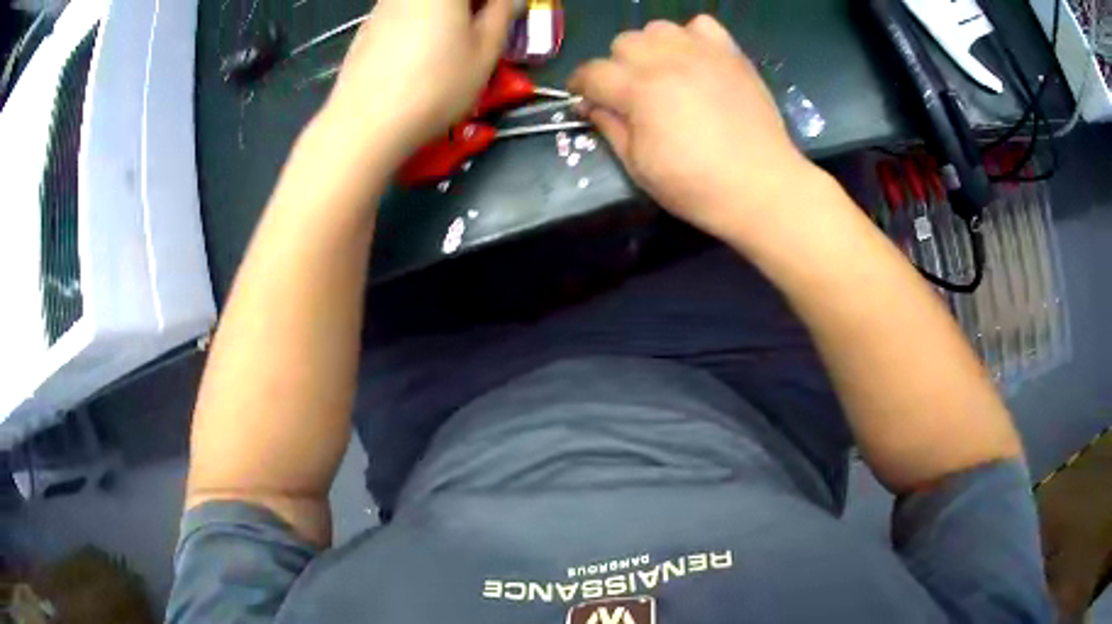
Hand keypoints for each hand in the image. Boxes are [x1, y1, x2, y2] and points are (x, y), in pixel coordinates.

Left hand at [323, 0, 515, 166]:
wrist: (365, 123)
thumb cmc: (436, 85)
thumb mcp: (485, 52)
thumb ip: (502, 15)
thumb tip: (508, 1)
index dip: (494, 4)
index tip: (502, 18)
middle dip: (471, 8)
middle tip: (483, 30)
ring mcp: (383, 6)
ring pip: (424, 5)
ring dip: (445, 17)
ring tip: (453, 46)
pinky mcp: (366, 28)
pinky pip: (403, 15)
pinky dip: (419, 26)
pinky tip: (420, 57)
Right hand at [569, 16, 818, 239]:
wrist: (762, 187)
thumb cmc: (697, 186)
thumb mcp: (639, 167)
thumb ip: (610, 128)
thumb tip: (591, 105)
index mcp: (640, 91)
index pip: (593, 72)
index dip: (580, 85)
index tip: (583, 98)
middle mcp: (667, 61)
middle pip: (623, 42)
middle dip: (617, 66)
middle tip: (630, 93)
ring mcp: (702, 54)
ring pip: (657, 28)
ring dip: (651, 48)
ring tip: (663, 73)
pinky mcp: (731, 55)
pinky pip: (702, 25)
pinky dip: (691, 37)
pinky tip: (695, 61)